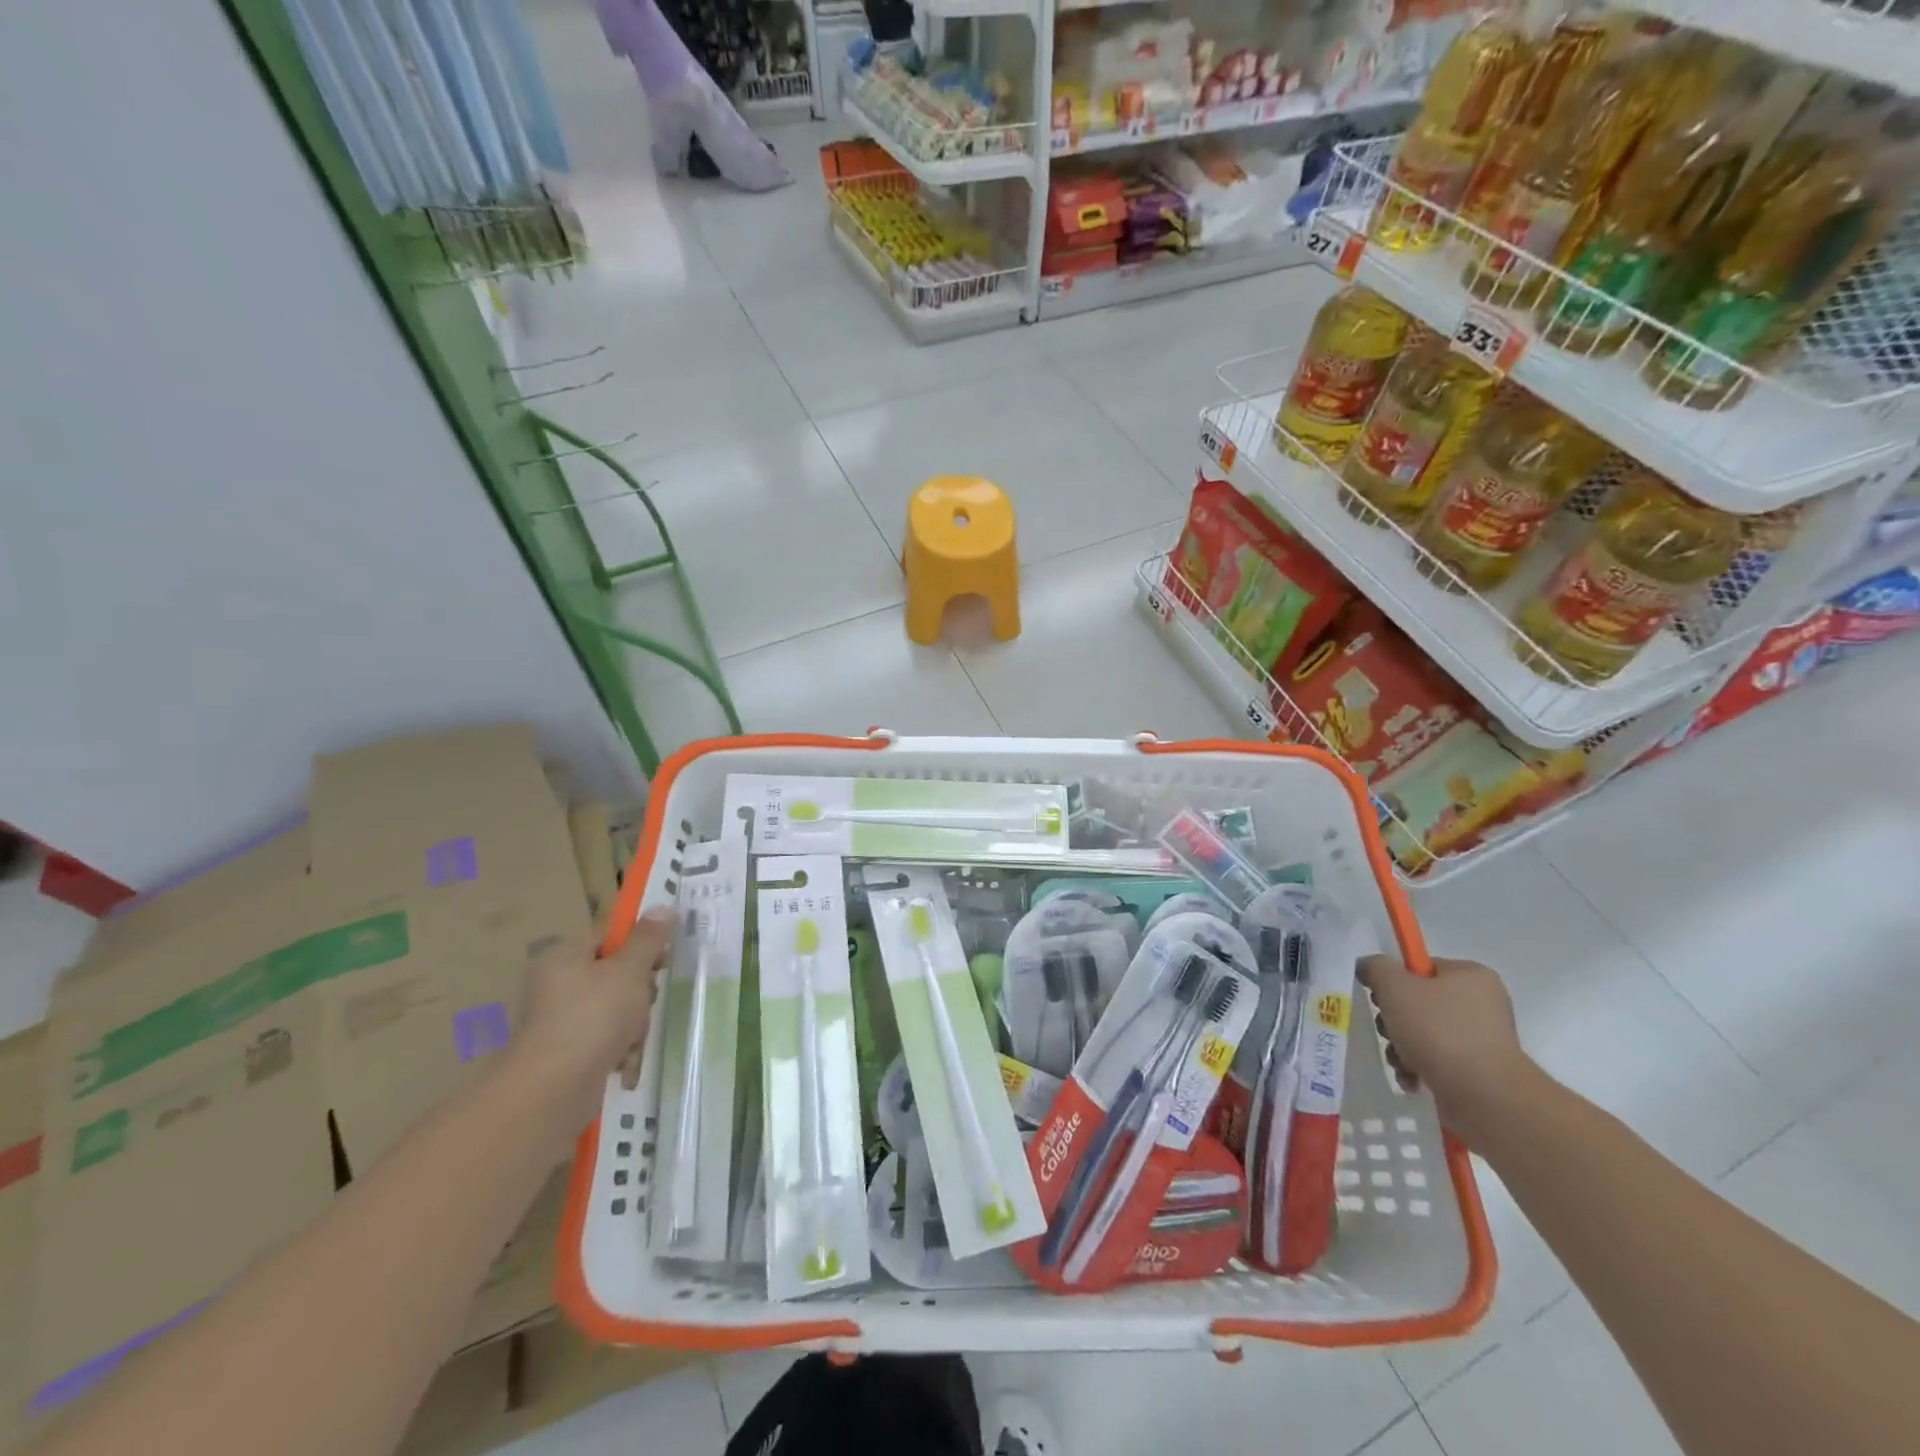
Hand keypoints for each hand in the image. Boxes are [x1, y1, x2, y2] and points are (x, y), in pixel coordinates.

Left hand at [511, 911, 675, 1129]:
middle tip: (645, 1002)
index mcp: (565, 957)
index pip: (609, 937)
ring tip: (632, 1040)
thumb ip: (648, 939)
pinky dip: (618, 1050)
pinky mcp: (567, 1054)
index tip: (663, 959)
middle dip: (639, 992)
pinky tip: (624, 1064)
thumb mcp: (629, 971)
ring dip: (633, 1025)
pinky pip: (605, 1041)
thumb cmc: (593, 1016)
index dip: (640, 944)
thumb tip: (662, 907)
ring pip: (616, 1010)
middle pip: (616, 975)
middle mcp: (558, 985)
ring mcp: (561, 1021)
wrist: (551, 1090)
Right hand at [1357, 953, 1535, 1144]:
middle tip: (1390, 1030)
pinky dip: (1418, 1067)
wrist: (1483, 1096)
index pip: (1421, 968)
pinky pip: (1437, 1060)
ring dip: (1401, 1046)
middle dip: (1394, 1020)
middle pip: (1419, 1002)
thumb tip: (1367, 967)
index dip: (1396, 981)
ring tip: (1401, 1061)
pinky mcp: (1478, 1072)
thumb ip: (1375, 967)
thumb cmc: (1439, 1030)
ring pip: (1423, 1034)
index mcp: (1471, 976)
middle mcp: (1482, 1005)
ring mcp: (1482, 1040)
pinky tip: (1411, 1078)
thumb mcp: (1394, 986)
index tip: (1382, 998)